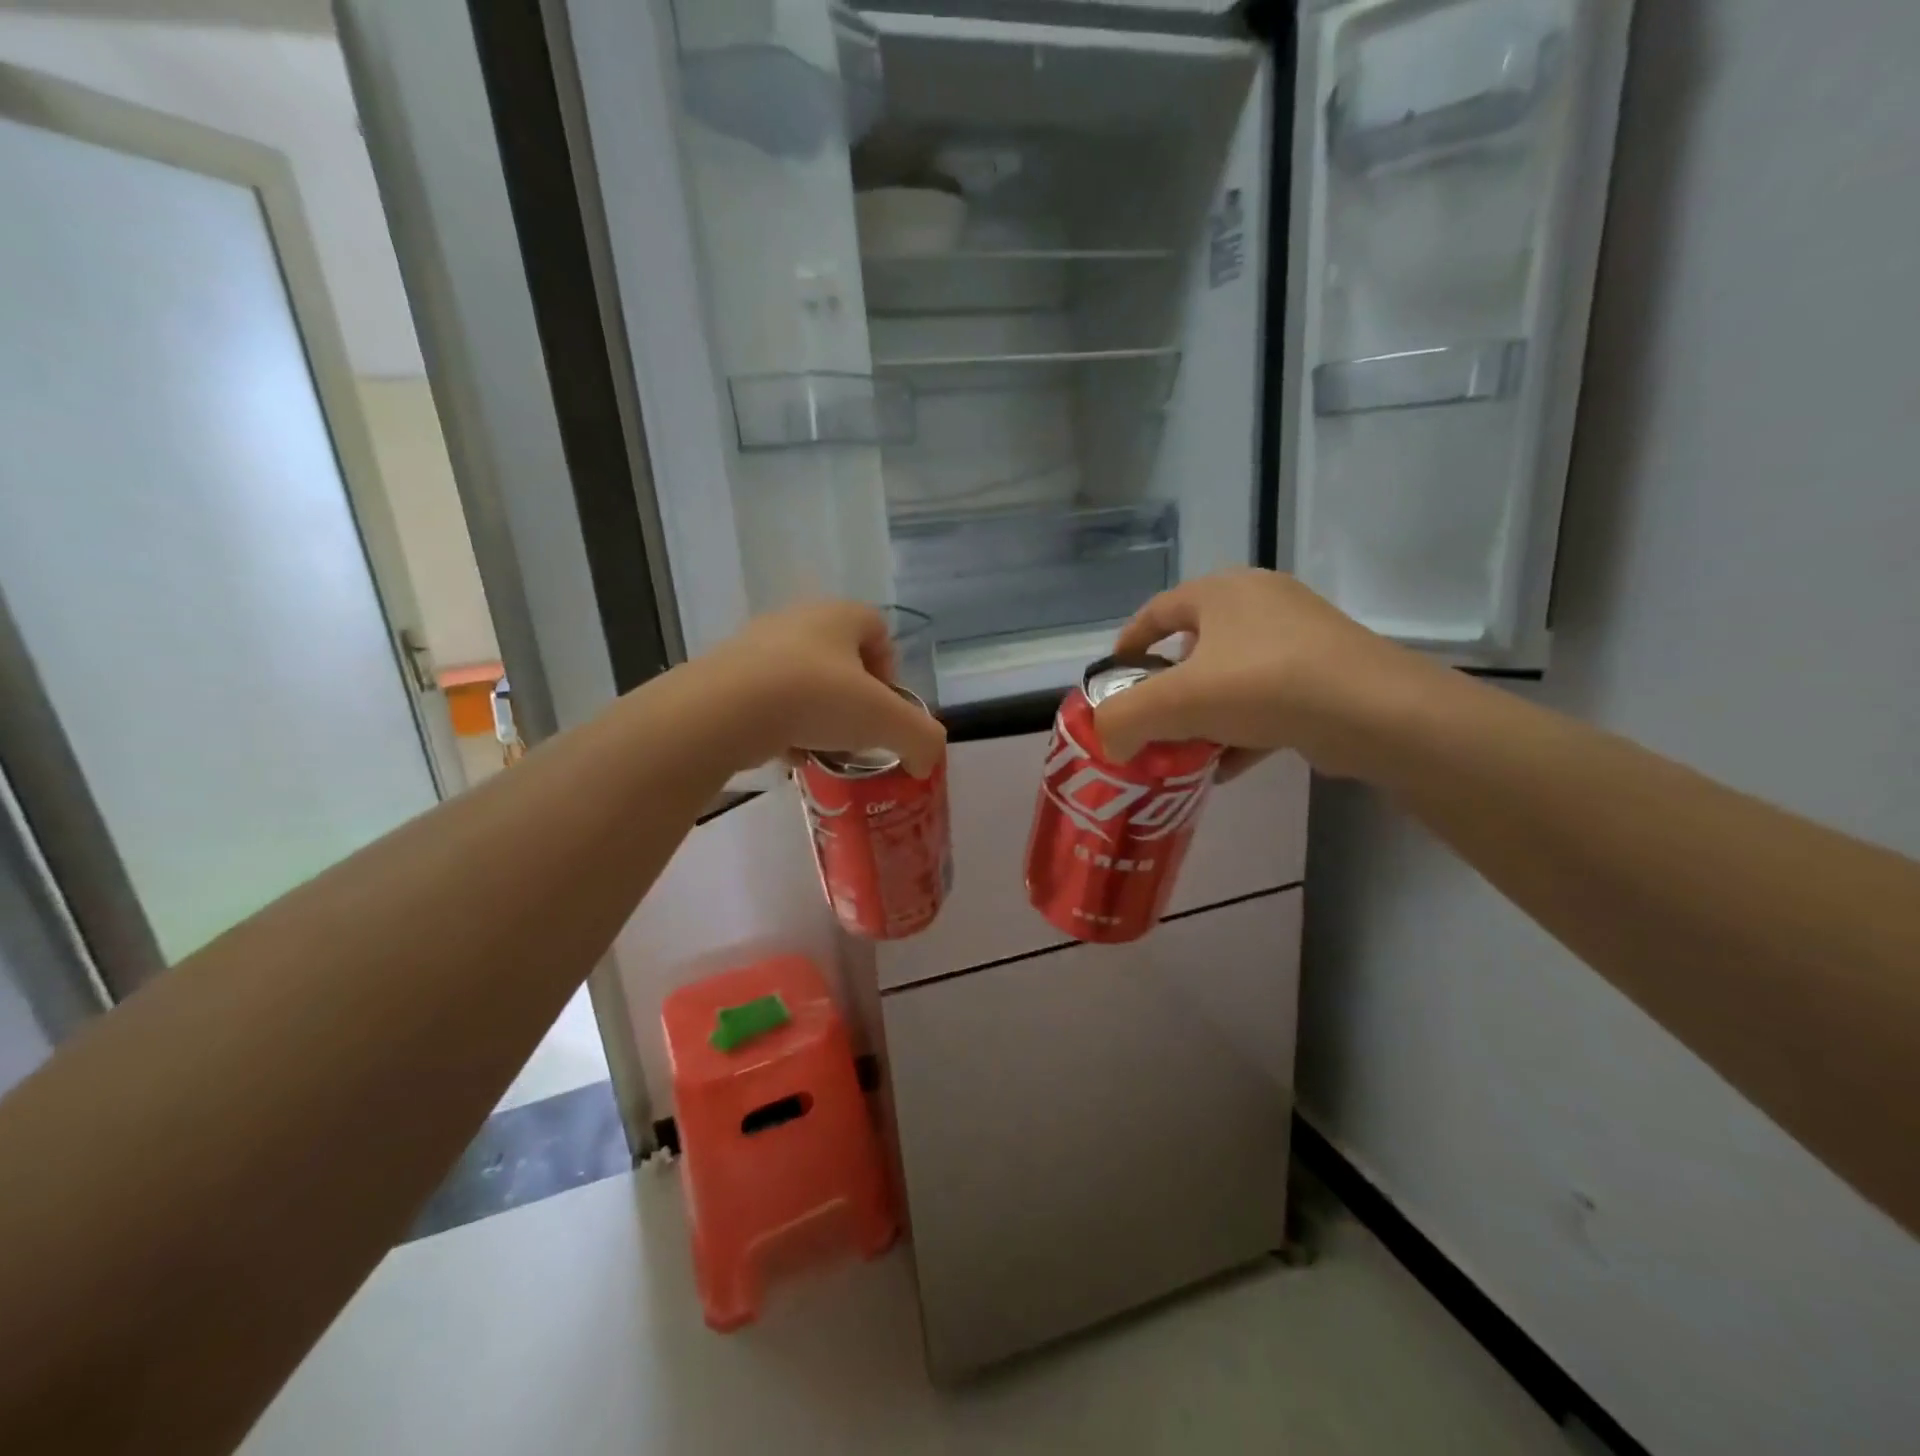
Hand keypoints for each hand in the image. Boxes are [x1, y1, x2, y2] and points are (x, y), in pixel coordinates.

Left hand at [697, 601, 946, 776]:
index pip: (877, 628)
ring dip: (816, 713)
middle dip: (852, 696)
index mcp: (839, 615)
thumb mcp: (887, 721)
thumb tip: (926, 762)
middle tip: (855, 731)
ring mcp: (755, 645)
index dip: (889, 667)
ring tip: (819, 747)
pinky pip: (766, 698)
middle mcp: (797, 620)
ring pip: (801, 679)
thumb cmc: (817, 698)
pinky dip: (781, 724)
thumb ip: (921, 739)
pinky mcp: (724, 674)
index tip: (885, 706)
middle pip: (838, 657)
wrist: (726, 709)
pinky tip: (785, 753)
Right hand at [1093, 569, 1435, 781]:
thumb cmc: (1262, 685)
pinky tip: (1224, 768)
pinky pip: (1266, 700)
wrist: (1374, 713)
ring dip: (1203, 716)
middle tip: (1150, 722)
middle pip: (1194, 647)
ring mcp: (1299, 637)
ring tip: (1183, 752)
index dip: (1127, 645)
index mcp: (1221, 592)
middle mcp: (1260, 603)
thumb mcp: (1174, 702)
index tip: (1112, 681)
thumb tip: (1108, 740)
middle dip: (1166, 690)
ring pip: (1231, 677)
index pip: (1156, 611)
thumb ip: (1124, 719)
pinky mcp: (1325, 674)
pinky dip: (1240, 731)